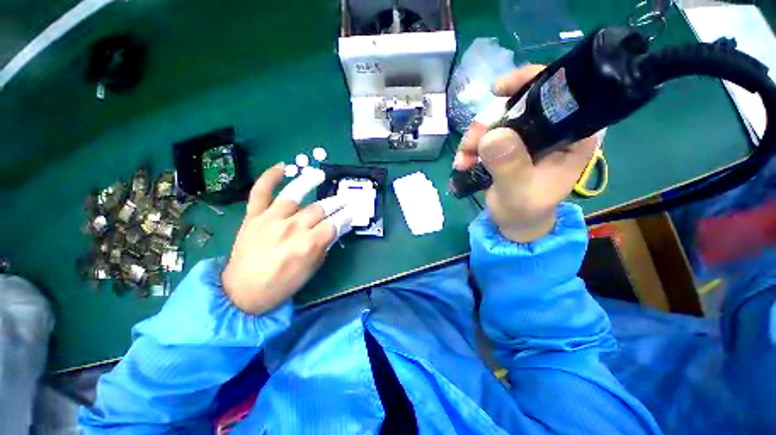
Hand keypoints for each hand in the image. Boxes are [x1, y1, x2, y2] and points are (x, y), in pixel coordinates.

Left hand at [222, 164, 352, 313]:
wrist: (242, 293)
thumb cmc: (282, 284)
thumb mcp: (311, 269)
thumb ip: (324, 245)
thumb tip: (336, 228)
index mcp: (308, 245)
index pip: (335, 224)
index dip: (346, 217)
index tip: (352, 213)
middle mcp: (291, 228)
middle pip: (320, 209)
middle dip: (337, 203)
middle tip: (344, 200)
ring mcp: (270, 219)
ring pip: (294, 194)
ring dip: (309, 181)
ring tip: (320, 175)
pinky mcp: (253, 216)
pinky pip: (261, 192)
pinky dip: (269, 177)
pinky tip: (282, 167)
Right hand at [454, 65, 598, 241]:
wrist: (513, 223)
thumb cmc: (525, 210)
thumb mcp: (519, 191)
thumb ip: (509, 166)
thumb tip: (492, 135)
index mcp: (570, 137)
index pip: (559, 95)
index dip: (530, 83)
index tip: (498, 91)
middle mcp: (549, 131)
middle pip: (518, 107)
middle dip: (488, 124)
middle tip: (471, 146)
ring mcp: (525, 138)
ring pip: (496, 121)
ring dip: (474, 139)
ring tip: (464, 160)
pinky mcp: (506, 147)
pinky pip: (485, 136)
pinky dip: (470, 147)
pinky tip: (463, 162)